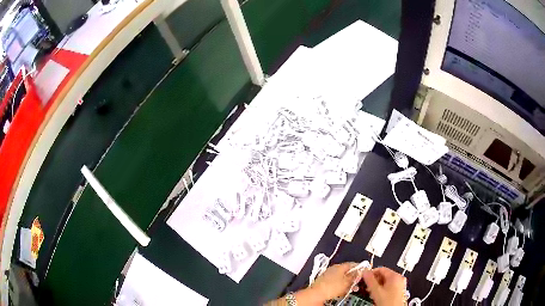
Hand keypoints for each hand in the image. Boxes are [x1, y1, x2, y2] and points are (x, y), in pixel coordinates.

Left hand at [309, 262, 361, 301]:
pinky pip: (336, 282)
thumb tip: (361, 271)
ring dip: (348, 283)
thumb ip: (354, 276)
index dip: (359, 268)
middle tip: (358, 283)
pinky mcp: (325, 282)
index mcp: (339, 266)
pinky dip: (341, 286)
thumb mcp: (347, 282)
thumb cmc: (332, 287)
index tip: (364, 272)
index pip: (352, 264)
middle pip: (347, 271)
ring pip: (342, 278)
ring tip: (353, 289)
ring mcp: (328, 275)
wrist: (316, 294)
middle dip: (353, 277)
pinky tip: (343, 291)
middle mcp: (333, 269)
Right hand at [362, 267, 405, 305]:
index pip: (381, 269)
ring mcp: (400, 284)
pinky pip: (389, 286)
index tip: (364, 278)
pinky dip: (383, 289)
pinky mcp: (399, 290)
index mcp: (395, 276)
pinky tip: (378, 295)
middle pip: (383, 275)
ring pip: (386, 281)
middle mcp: (399, 278)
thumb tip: (365, 272)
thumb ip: (370, 281)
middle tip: (368, 287)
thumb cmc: (388, 302)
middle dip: (374, 281)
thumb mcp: (376, 291)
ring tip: (372, 293)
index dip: (371, 273)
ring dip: (378, 286)